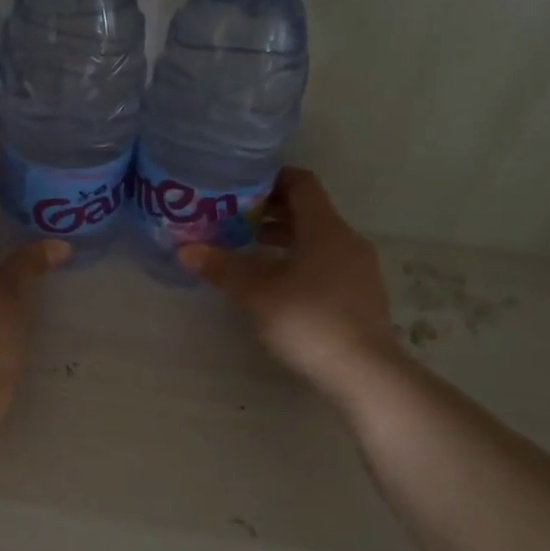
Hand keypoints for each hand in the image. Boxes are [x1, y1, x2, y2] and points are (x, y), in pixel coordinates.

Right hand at [179, 168, 396, 396]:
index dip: (272, 177)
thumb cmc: (308, 321)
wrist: (364, 372)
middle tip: (234, 216)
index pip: (301, 183)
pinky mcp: (361, 294)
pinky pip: (327, 262)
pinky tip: (277, 283)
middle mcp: (346, 240)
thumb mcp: (256, 293)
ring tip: (249, 248)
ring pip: (318, 239)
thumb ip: (221, 268)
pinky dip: (300, 260)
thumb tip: (185, 250)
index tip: (241, 183)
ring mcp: (358, 268)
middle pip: (309, 211)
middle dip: (271, 210)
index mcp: (325, 228)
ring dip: (285, 238)